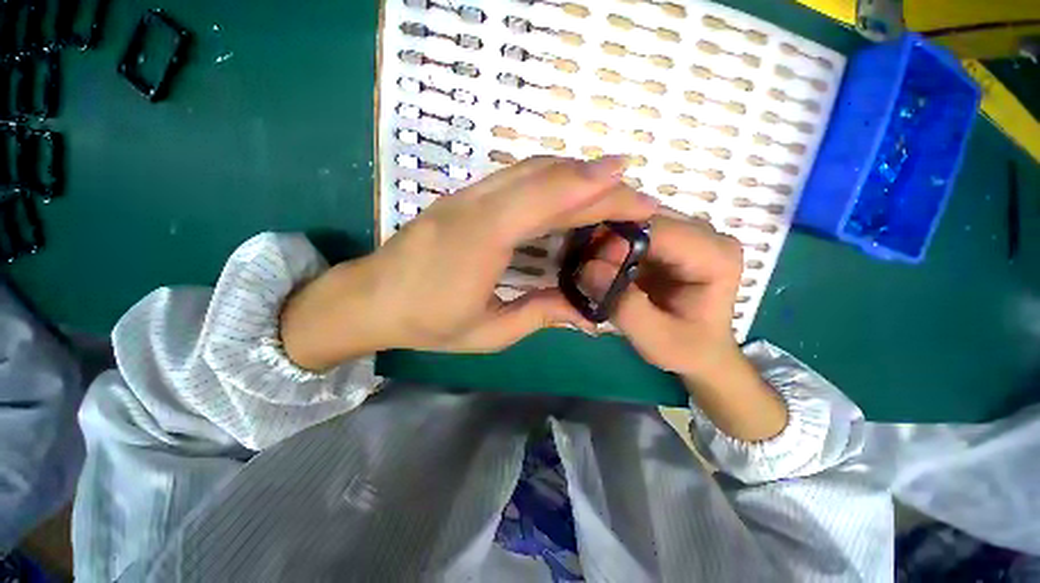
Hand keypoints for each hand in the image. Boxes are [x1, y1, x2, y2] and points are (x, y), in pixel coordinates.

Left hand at [280, 156, 657, 369]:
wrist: (371, 299)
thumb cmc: (428, 322)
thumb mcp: (489, 332)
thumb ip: (540, 314)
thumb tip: (586, 313)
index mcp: (483, 238)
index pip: (550, 200)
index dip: (598, 193)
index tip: (639, 196)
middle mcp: (477, 205)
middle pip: (545, 177)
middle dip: (596, 180)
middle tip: (633, 190)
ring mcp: (467, 196)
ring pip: (530, 169)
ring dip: (574, 172)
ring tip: (609, 186)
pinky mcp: (464, 198)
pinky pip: (514, 177)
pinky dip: (549, 177)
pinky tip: (566, 189)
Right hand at [581, 215, 743, 378]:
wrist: (699, 350)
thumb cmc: (686, 349)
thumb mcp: (655, 339)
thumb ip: (624, 305)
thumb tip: (588, 268)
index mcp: (715, 255)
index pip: (658, 230)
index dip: (618, 242)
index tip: (588, 265)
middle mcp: (704, 233)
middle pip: (643, 218)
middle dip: (607, 239)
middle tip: (581, 265)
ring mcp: (685, 232)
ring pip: (633, 220)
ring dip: (604, 240)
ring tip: (586, 266)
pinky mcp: (667, 238)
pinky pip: (630, 230)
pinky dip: (608, 244)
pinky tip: (596, 262)